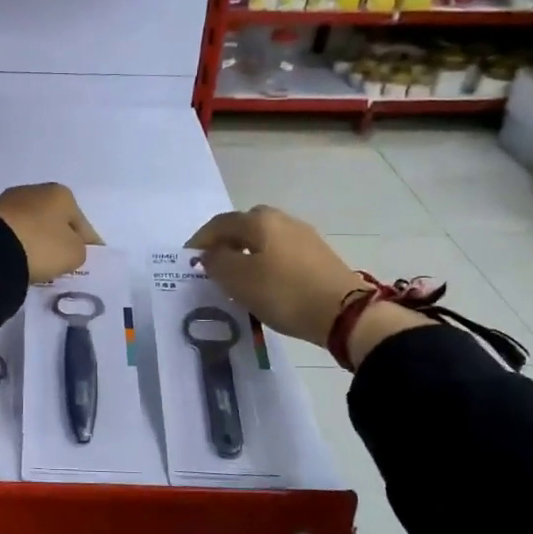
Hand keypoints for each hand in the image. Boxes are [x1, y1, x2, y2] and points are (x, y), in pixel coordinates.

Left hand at [0, 183, 103, 282]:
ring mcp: (9, 201)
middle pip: (56, 222)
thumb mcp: (73, 254)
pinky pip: (13, 233)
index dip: (89, 246)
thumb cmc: (40, 246)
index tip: (89, 263)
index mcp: (62, 194)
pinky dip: (18, 244)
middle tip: (63, 265)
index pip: (84, 225)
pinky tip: (18, 259)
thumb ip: (79, 251)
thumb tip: (68, 248)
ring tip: (39, 264)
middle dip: (60, 241)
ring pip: (33, 226)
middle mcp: (36, 190)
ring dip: (37, 242)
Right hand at [186, 205, 365, 344]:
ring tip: (237, 276)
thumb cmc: (284, 292)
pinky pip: (281, 252)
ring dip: (246, 252)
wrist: (345, 313)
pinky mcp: (318, 256)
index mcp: (259, 220)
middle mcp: (282, 220)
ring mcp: (304, 236)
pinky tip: (264, 282)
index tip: (187, 258)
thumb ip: (217, 262)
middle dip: (225, 241)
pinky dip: (265, 262)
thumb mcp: (239, 279)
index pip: (220, 223)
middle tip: (213, 264)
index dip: (200, 239)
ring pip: (264, 239)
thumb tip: (208, 254)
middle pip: (244, 225)